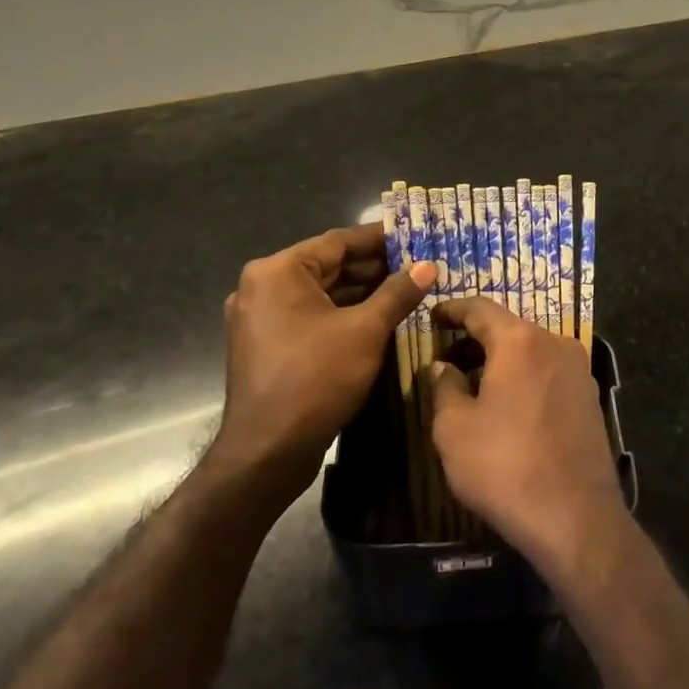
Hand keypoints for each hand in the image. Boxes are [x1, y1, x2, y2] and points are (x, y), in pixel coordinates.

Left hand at [210, 223, 433, 505]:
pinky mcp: (267, 346)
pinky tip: (379, 319)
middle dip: (375, 267)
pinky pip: (311, 316)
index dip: (380, 239)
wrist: (266, 453)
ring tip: (407, 291)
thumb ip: (398, 293)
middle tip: (418, 265)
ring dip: (362, 292)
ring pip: (321, 294)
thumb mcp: (365, 331)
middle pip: (329, 266)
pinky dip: (343, 314)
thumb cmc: (315, 379)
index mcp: (278, 272)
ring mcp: (260, 318)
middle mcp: (262, 287)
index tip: (414, 236)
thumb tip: (428, 265)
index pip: (338, 241)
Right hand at [427, 299, 628, 583]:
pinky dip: (524, 376)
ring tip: (472, 383)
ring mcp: (578, 370)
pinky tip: (507, 404)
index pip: (480, 308)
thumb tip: (442, 366)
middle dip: (475, 338)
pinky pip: (548, 372)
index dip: (452, 309)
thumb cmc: (505, 466)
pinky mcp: (590, 397)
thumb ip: (444, 387)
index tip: (433, 316)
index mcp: (520, 341)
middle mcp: (555, 343)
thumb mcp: (455, 429)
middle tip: (446, 355)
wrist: (576, 517)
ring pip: (530, 350)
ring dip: (501, 359)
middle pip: (508, 328)